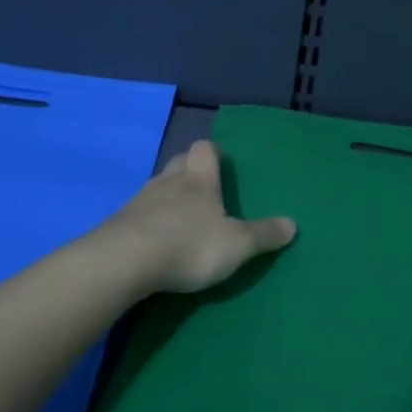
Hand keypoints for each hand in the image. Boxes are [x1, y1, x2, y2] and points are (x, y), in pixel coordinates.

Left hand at [102, 140, 296, 294]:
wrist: (125, 261)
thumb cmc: (189, 245)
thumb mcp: (237, 244)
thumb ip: (263, 235)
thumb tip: (293, 224)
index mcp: (198, 179)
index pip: (204, 149)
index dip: (213, 153)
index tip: (221, 163)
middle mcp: (168, 181)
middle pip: (179, 163)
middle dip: (190, 171)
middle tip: (204, 190)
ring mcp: (139, 200)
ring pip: (157, 187)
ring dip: (169, 197)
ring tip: (181, 219)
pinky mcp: (119, 223)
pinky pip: (139, 213)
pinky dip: (150, 221)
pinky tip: (156, 241)